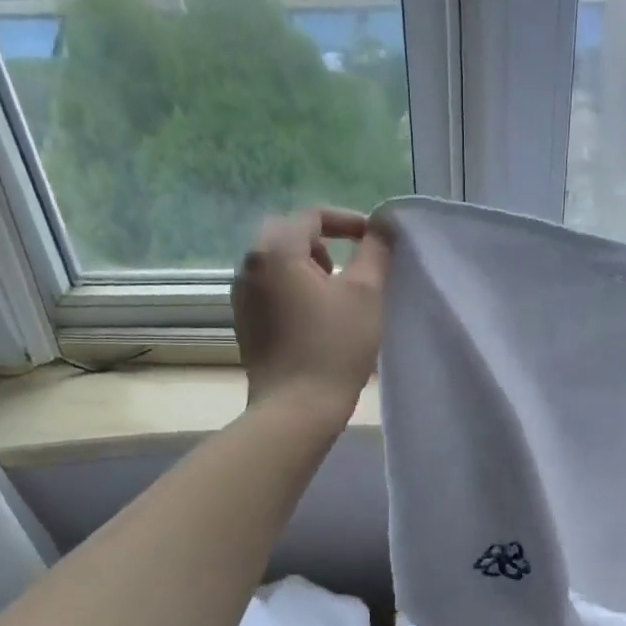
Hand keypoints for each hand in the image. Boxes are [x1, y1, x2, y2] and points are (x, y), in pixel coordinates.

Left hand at [234, 208, 389, 417]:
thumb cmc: (335, 346)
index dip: (347, 221)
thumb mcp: (366, 293)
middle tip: (351, 267)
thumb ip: (376, 250)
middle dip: (323, 243)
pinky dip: (293, 289)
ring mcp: (242, 297)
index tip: (373, 239)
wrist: (296, 408)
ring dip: (307, 266)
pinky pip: (270, 289)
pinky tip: (316, 318)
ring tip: (336, 294)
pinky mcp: (244, 323)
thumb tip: (384, 223)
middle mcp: (250, 266)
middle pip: (288, 235)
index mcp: (276, 251)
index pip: (311, 216)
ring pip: (276, 263)